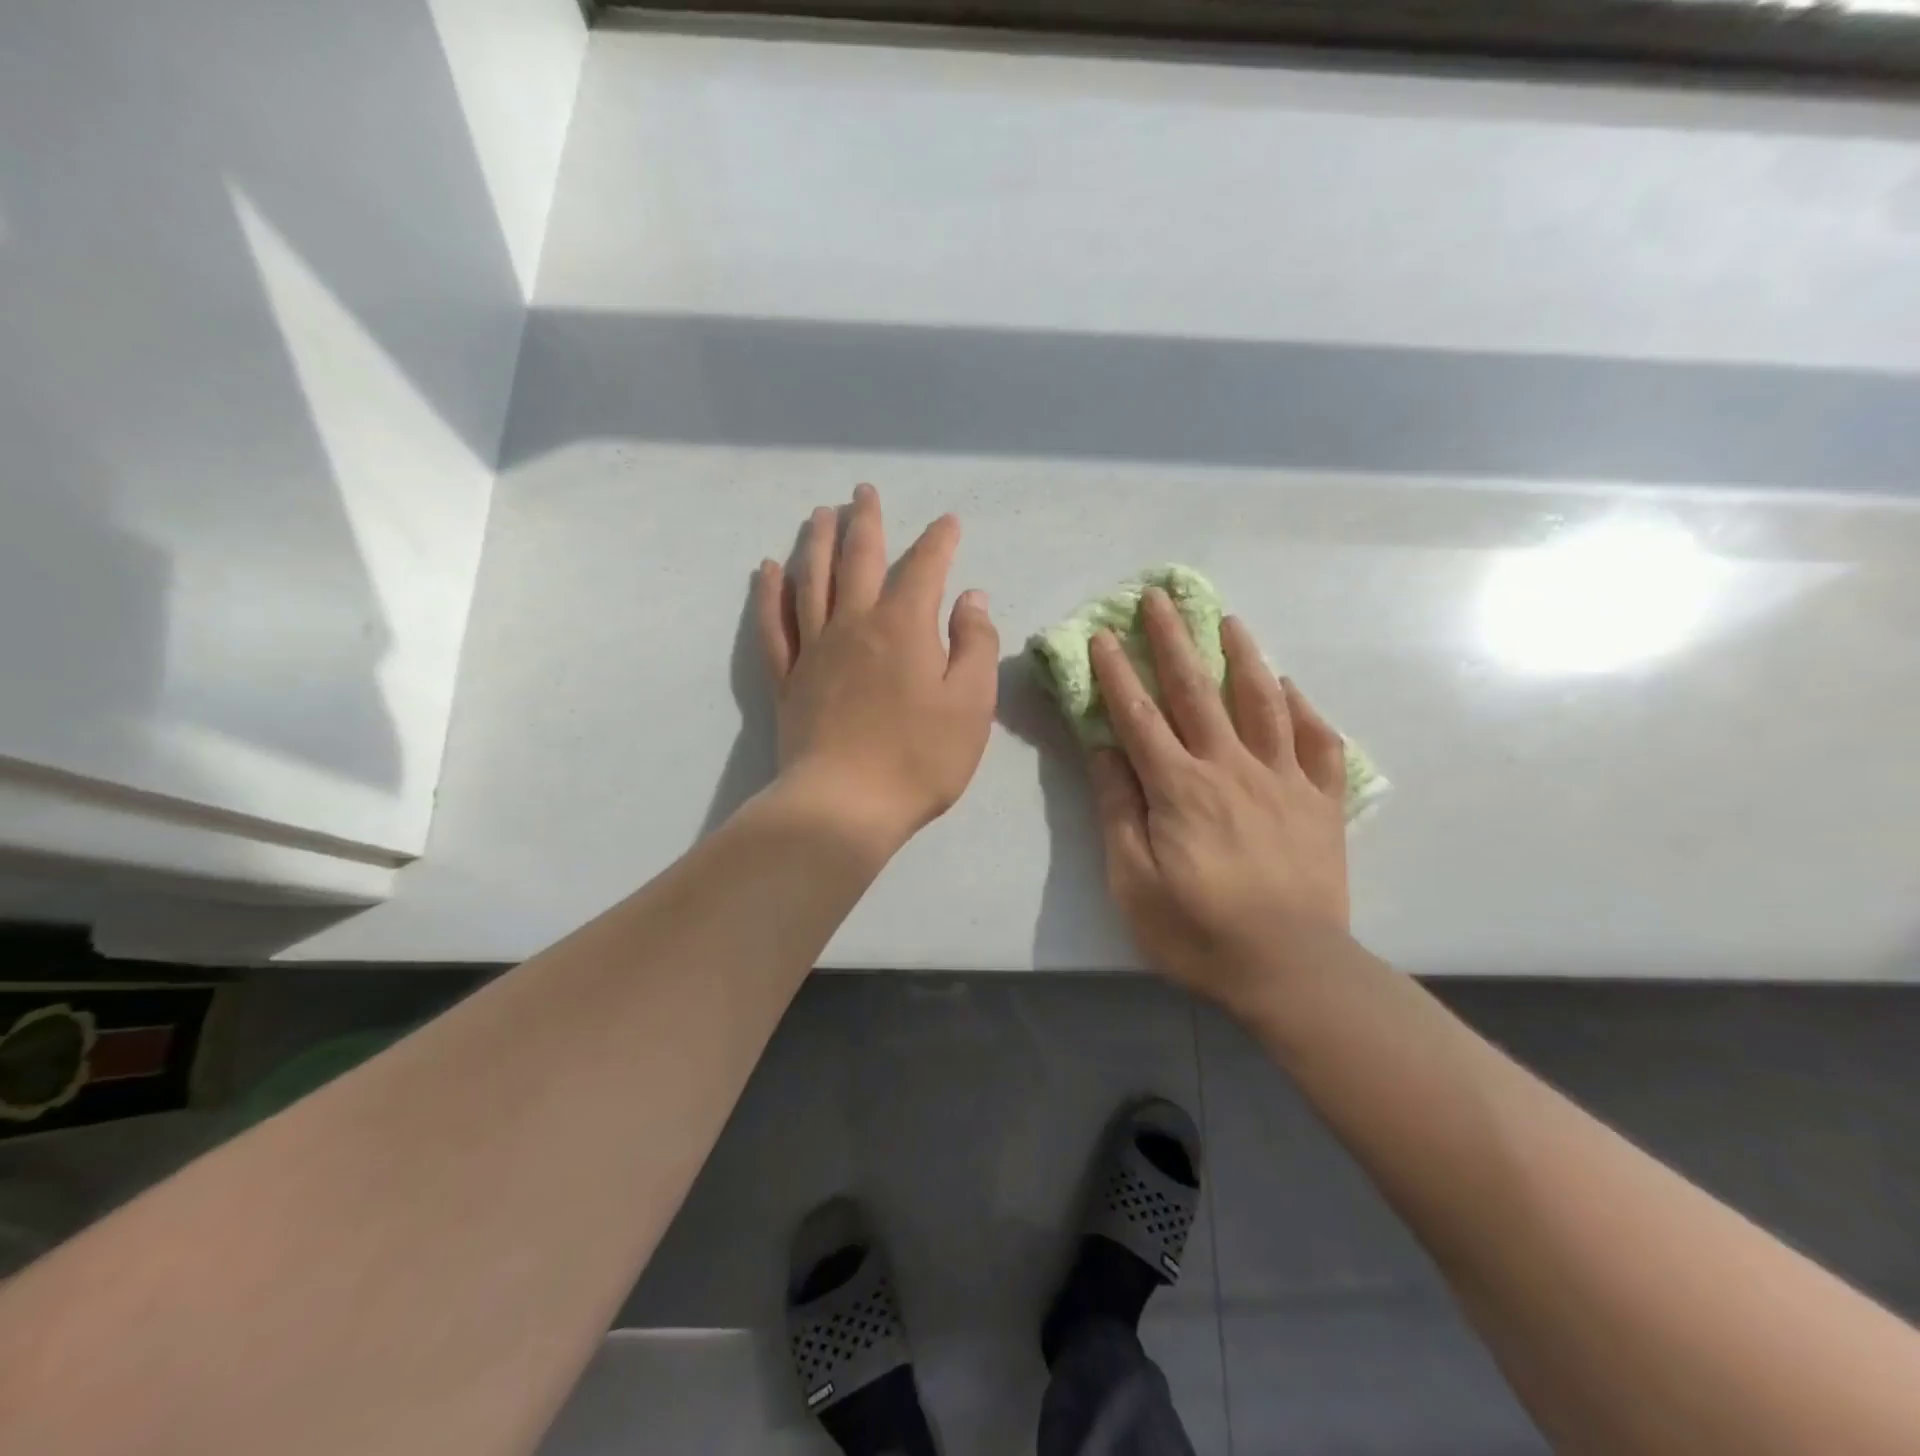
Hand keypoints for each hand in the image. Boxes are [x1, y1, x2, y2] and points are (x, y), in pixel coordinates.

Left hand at [757, 484, 998, 853]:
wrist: (846, 805)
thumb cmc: (919, 758)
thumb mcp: (971, 704)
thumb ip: (974, 645)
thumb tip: (970, 599)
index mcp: (903, 627)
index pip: (923, 567)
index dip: (938, 541)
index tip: (948, 523)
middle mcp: (854, 624)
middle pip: (858, 558)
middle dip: (865, 521)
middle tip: (863, 491)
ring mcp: (814, 650)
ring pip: (811, 580)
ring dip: (816, 542)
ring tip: (819, 514)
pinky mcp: (788, 679)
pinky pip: (774, 625)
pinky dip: (770, 593)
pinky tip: (768, 570)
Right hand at [1088, 589, 1350, 1012]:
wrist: (1291, 969)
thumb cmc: (1198, 930)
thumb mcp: (1133, 880)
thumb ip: (1119, 809)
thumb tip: (1105, 749)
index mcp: (1180, 787)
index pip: (1140, 716)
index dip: (1119, 673)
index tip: (1104, 634)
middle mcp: (1231, 768)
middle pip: (1198, 692)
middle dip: (1175, 641)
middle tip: (1160, 598)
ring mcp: (1283, 781)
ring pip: (1262, 703)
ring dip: (1243, 657)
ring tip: (1230, 621)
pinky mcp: (1322, 803)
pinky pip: (1317, 743)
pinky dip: (1304, 710)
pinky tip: (1291, 688)